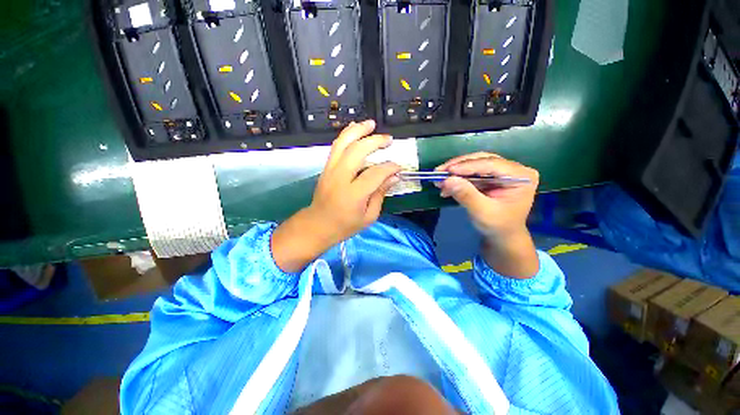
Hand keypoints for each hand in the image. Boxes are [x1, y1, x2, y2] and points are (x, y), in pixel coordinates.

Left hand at [271, 120, 400, 272]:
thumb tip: (393, 177)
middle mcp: (340, 178)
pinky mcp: (326, 168)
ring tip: (371, 124)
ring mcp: (330, 170)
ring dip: (358, 130)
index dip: (389, 168)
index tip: (398, 167)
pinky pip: (336, 146)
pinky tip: (356, 129)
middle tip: (388, 140)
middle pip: (357, 151)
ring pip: (343, 143)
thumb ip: (380, 195)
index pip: (375, 174)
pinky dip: (346, 135)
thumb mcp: (369, 216)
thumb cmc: (345, 225)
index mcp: (353, 195)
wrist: (318, 225)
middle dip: (375, 142)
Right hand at [435, 152, 538, 238]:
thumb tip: (447, 180)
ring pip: (474, 164)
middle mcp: (513, 169)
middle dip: (459, 166)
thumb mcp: (482, 212)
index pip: (492, 164)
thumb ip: (466, 195)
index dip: (468, 166)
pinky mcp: (491, 177)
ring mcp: (502, 172)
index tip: (448, 170)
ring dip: (455, 172)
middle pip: (482, 160)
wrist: (502, 236)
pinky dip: (457, 179)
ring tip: (439, 180)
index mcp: (521, 176)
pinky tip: (445, 187)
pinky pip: (471, 173)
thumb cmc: (498, 226)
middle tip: (439, 171)